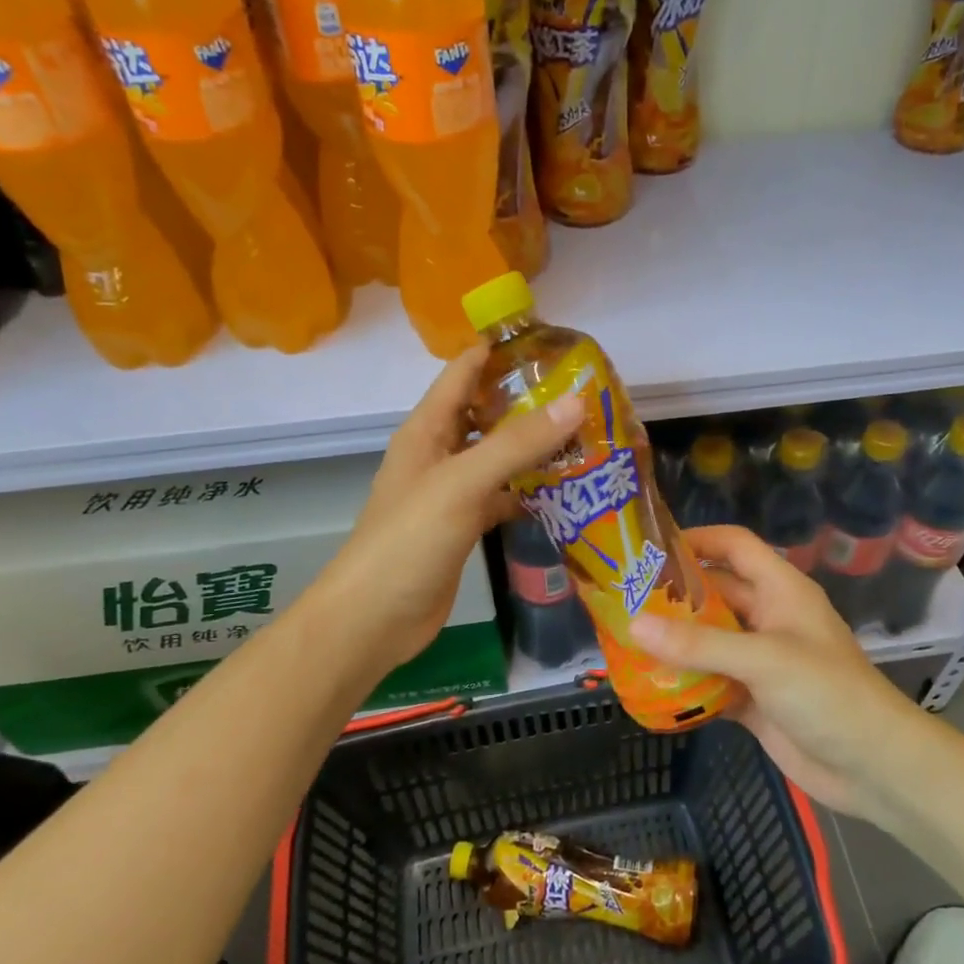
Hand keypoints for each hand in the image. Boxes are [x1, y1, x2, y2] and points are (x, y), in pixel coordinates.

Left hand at [310, 346, 582, 675]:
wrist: (375, 619)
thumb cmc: (409, 540)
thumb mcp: (463, 484)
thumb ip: (517, 444)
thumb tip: (576, 402)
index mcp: (428, 430)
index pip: (465, 371)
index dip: (503, 351)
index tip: (556, 344)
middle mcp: (440, 453)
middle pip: (488, 413)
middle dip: (532, 401)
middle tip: (587, 396)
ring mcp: (452, 491)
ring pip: (500, 457)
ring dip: (537, 448)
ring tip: (588, 437)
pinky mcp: (465, 525)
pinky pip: (503, 496)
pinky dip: (531, 491)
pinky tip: (567, 491)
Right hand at [630, 525, 924, 817]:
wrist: (873, 767)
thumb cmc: (827, 693)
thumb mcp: (763, 659)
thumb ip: (699, 644)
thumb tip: (634, 625)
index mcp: (780, 590)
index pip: (735, 546)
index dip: (697, 539)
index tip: (649, 547)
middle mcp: (768, 618)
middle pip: (714, 594)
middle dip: (673, 596)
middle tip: (621, 599)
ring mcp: (760, 660)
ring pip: (708, 640)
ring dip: (674, 642)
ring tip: (623, 640)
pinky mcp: (753, 698)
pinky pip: (710, 681)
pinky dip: (685, 683)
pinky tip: (649, 686)